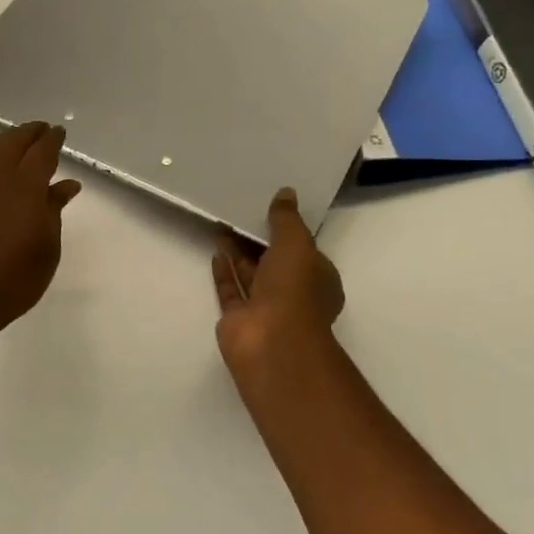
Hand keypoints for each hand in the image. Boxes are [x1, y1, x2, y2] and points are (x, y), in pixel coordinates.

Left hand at [0, 121, 81, 350]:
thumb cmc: (13, 278)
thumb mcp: (47, 248)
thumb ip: (54, 211)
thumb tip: (65, 185)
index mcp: (25, 187)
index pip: (41, 152)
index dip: (52, 140)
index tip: (60, 132)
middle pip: (13, 142)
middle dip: (29, 132)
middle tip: (43, 130)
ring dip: (9, 140)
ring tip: (24, 142)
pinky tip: (4, 167)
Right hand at [212, 187, 344, 377]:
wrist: (271, 341)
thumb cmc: (294, 289)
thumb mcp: (296, 243)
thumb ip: (287, 219)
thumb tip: (286, 192)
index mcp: (317, 279)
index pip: (303, 251)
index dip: (288, 232)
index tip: (269, 211)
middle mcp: (293, 294)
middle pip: (273, 261)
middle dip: (257, 239)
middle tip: (240, 212)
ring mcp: (265, 308)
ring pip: (250, 274)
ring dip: (237, 251)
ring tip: (221, 223)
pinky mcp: (238, 318)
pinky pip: (231, 290)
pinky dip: (224, 271)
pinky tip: (215, 251)